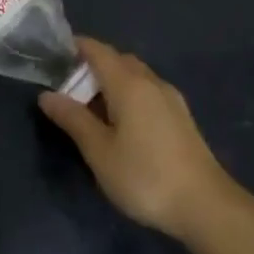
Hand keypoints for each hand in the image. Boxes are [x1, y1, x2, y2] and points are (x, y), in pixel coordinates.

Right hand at [39, 37, 239, 240]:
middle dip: (92, 65)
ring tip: (88, 106)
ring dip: (111, 81)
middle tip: (66, 85)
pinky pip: (147, 92)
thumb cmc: (144, 176)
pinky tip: (119, 122)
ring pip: (135, 76)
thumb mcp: (99, 151)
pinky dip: (128, 95)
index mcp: (130, 85)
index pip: (98, 51)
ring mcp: (171, 100)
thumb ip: (73, 119)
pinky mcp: (181, 118)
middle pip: (118, 60)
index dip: (76, 47)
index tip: (53, 53)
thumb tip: (47, 95)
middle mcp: (152, 83)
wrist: (206, 206)